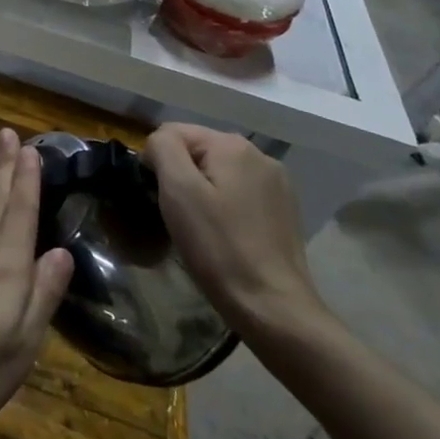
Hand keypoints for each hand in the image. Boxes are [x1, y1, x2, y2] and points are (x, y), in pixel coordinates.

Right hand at [142, 124, 324, 336]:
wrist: (272, 306)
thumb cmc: (218, 246)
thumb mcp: (178, 191)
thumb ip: (163, 149)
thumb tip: (159, 142)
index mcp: (233, 146)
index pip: (173, 132)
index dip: (156, 161)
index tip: (156, 197)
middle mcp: (260, 155)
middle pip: (198, 150)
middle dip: (179, 175)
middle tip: (174, 214)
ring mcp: (277, 184)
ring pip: (218, 172)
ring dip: (201, 191)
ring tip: (197, 226)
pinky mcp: (283, 210)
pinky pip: (238, 193)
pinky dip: (222, 205)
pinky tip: (222, 233)